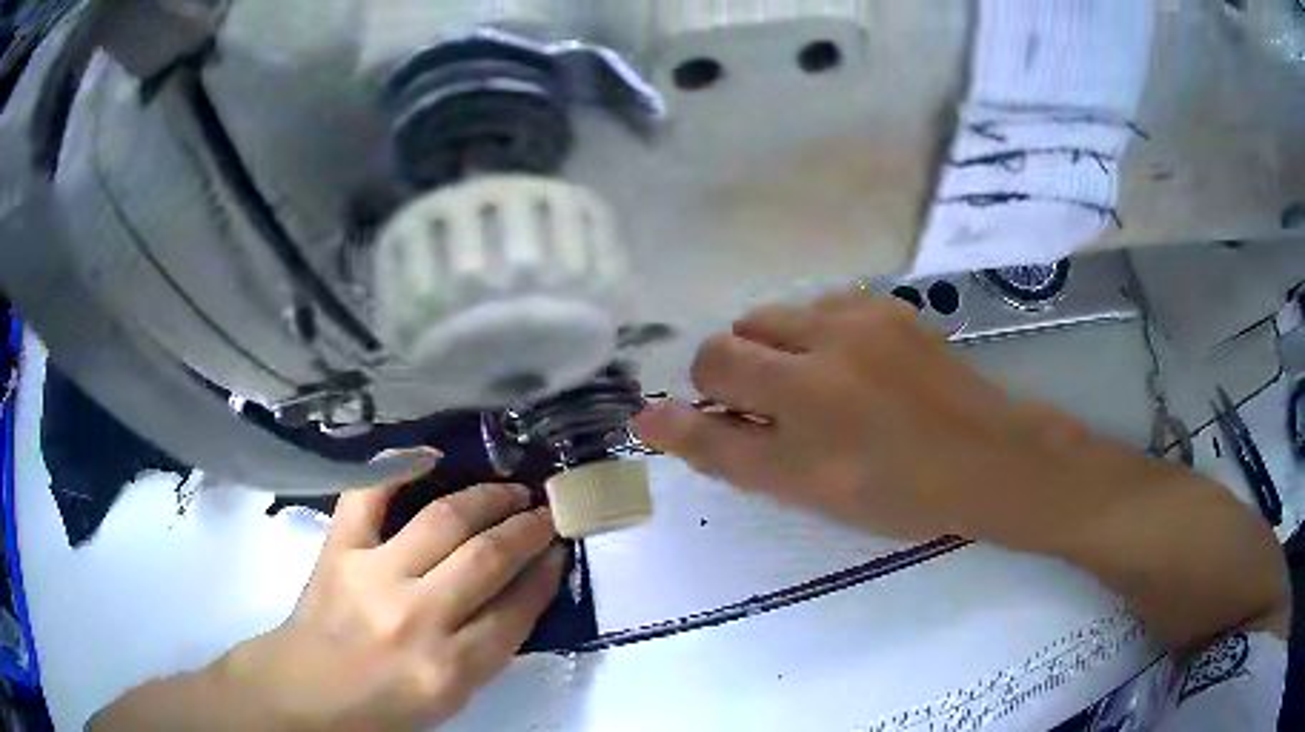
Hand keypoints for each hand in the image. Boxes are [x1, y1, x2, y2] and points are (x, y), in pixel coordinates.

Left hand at [151, 460, 564, 731]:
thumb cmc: (384, 704)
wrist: (307, 689)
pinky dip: (400, 468)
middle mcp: (415, 619)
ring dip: (487, 498)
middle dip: (526, 529)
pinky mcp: (338, 549)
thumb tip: (525, 587)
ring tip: (509, 490)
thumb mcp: (452, 697)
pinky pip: (370, 494)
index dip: (544, 574)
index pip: (515, 612)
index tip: (559, 549)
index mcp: (449, 670)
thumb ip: (491, 647)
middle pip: (486, 559)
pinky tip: (433, 456)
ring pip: (444, 520)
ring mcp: (372, 576)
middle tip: (545, 511)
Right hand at [633, 293, 1147, 551]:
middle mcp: (820, 354)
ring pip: (771, 319)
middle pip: (730, 341)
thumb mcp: (805, 490)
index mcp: (800, 409)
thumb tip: (654, 418)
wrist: (985, 456)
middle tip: (770, 412)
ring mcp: (855, 320)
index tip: (707, 421)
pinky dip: (811, 336)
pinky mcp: (882, 305)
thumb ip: (726, 452)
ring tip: (811, 388)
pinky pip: (816, 309)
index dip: (696, 404)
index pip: (707, 382)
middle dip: (731, 375)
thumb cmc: (897, 491)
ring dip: (771, 351)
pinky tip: (849, 367)